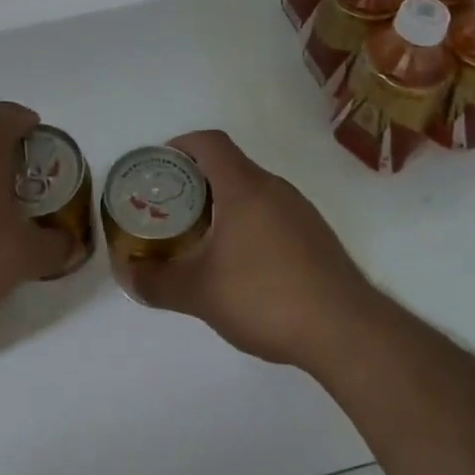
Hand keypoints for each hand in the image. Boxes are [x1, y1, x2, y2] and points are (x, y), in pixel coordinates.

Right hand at [128, 130, 378, 369]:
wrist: (347, 332)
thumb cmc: (267, 297)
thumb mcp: (200, 294)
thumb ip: (157, 282)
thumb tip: (126, 274)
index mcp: (245, 187)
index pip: (210, 142)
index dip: (181, 144)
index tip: (161, 165)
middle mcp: (275, 188)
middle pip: (230, 165)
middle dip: (197, 180)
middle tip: (172, 207)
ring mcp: (301, 211)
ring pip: (253, 191)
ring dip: (225, 203)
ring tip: (202, 237)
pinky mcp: (317, 237)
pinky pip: (274, 213)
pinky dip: (249, 223)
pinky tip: (243, 264)